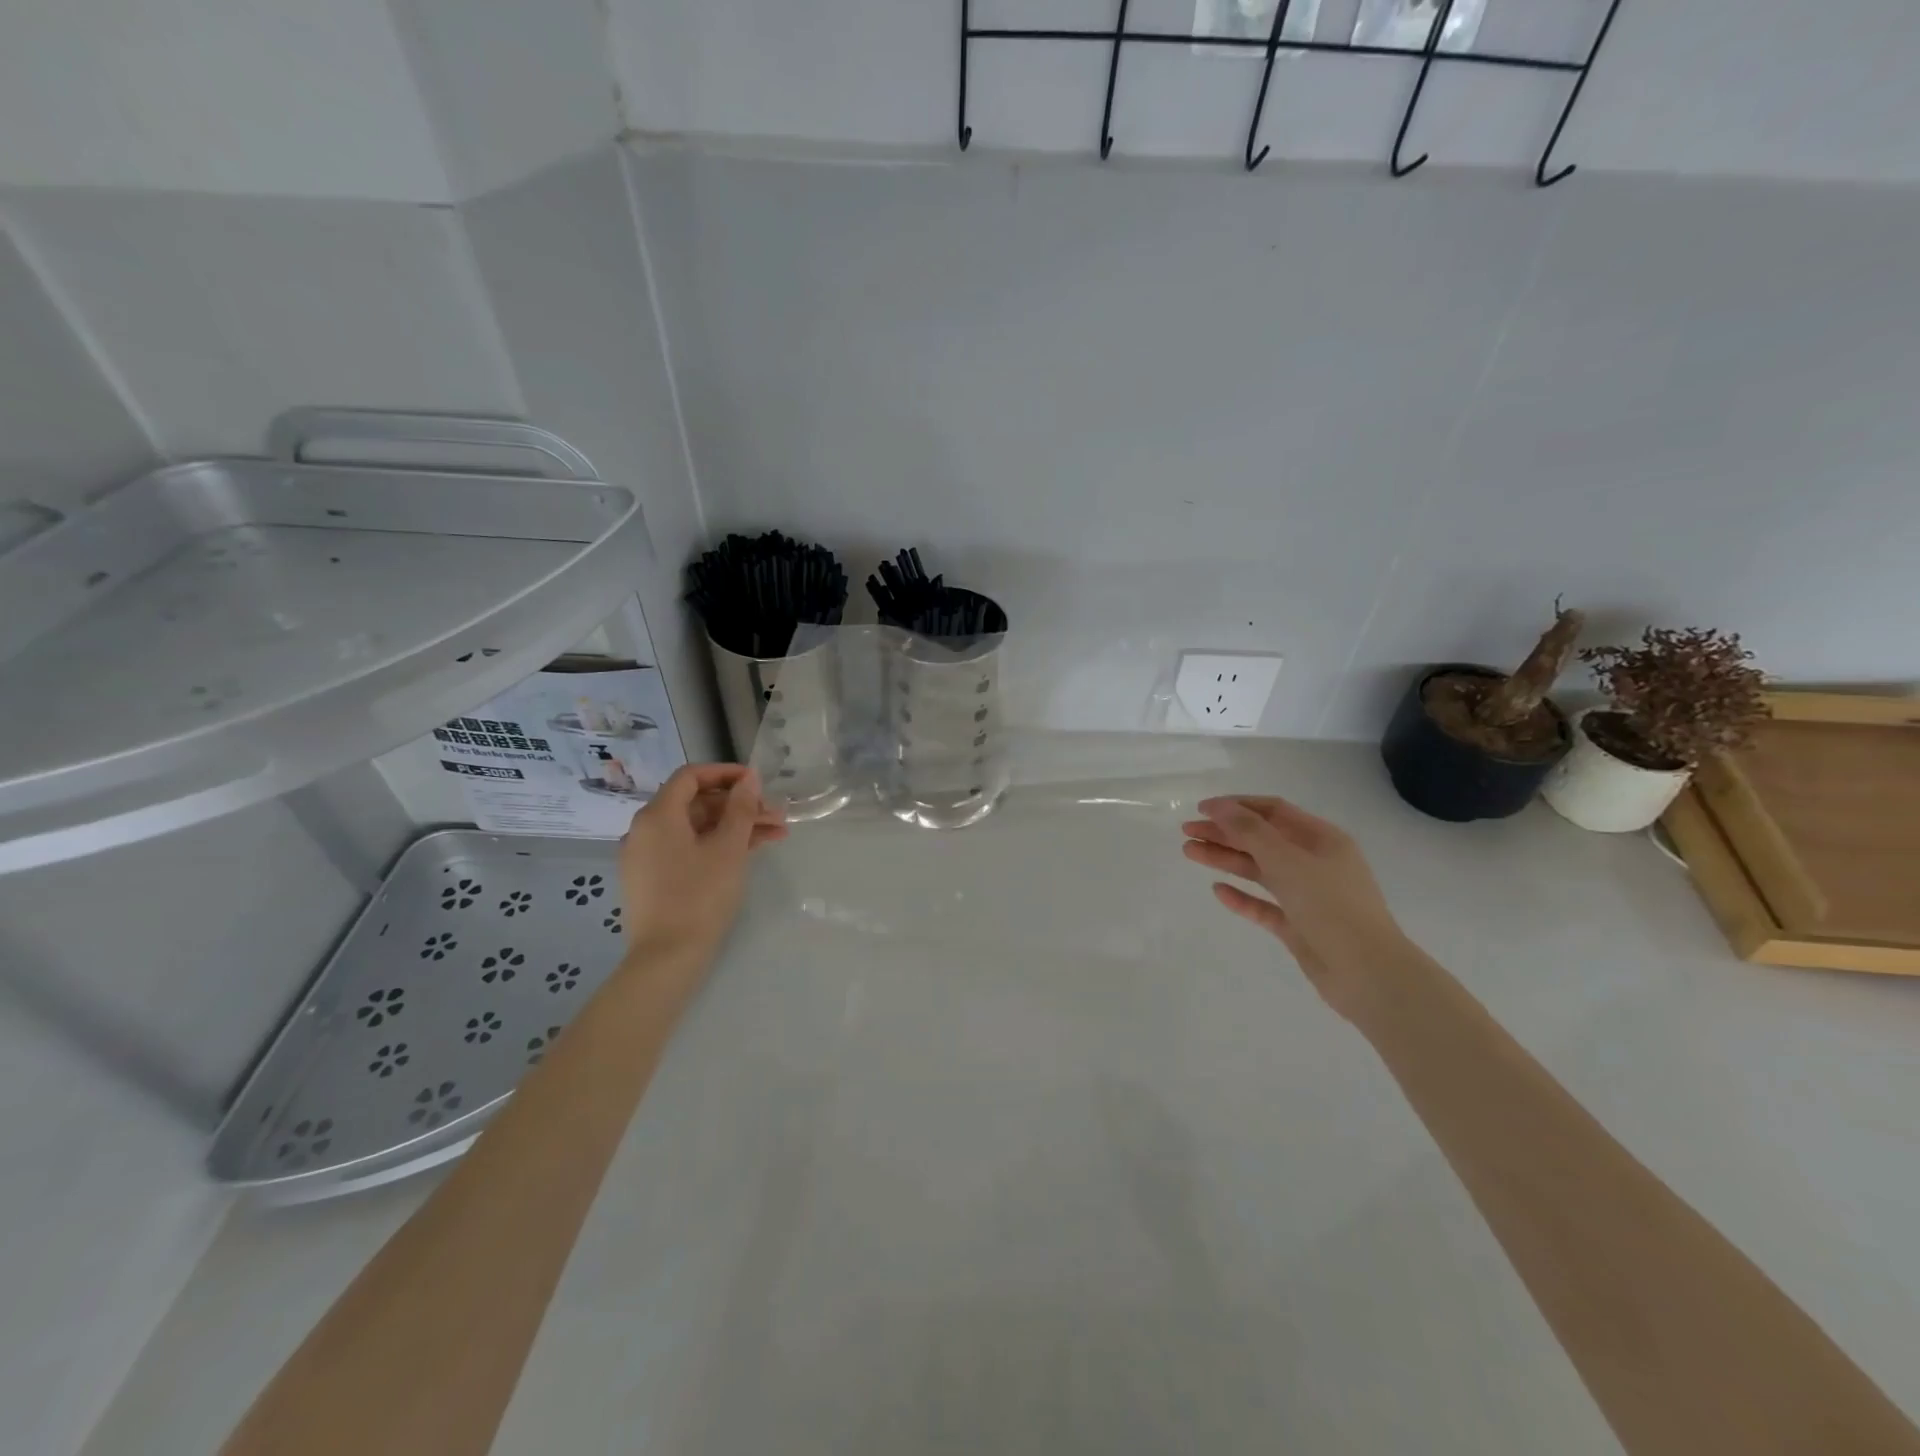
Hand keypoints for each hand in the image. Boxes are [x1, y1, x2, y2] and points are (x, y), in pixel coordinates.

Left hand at [618, 764, 786, 972]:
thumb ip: (741, 808)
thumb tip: (748, 778)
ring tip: (775, 836)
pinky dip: (716, 846)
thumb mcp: (728, 848)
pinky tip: (749, 852)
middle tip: (776, 816)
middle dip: (739, 806)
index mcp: (658, 815)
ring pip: (696, 828)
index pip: (691, 776)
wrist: (667, 958)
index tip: (757, 782)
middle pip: (696, 803)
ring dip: (734, 827)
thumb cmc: (700, 896)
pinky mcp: (653, 878)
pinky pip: (687, 848)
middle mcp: (645, 830)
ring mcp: (646, 856)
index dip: (726, 773)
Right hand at [1182, 795, 1411, 1021]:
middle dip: (1224, 833)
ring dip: (1226, 859)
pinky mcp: (1300, 926)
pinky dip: (1241, 897)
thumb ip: (1249, 831)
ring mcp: (1308, 896)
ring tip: (1190, 853)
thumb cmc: (1330, 906)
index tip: (1201, 809)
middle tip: (1187, 832)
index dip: (1236, 806)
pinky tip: (1217, 891)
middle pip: (1262, 839)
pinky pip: (1265, 905)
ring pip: (1260, 871)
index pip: (1273, 811)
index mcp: (1322, 839)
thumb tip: (1218, 806)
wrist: (1367, 973)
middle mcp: (1315, 863)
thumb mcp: (1286, 860)